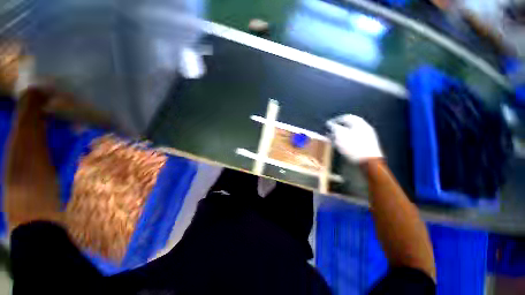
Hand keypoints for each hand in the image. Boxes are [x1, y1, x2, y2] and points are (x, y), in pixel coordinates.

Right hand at [326, 114, 382, 162]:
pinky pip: (352, 141)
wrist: (368, 163)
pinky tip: (339, 146)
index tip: (326, 125)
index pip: (345, 117)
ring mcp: (366, 137)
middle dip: (337, 129)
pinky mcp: (365, 146)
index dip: (334, 120)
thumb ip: (334, 127)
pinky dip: (344, 142)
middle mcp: (364, 128)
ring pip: (349, 134)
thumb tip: (329, 123)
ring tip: (331, 141)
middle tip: (328, 134)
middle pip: (348, 126)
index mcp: (359, 123)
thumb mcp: (340, 134)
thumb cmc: (352, 146)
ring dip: (340, 136)